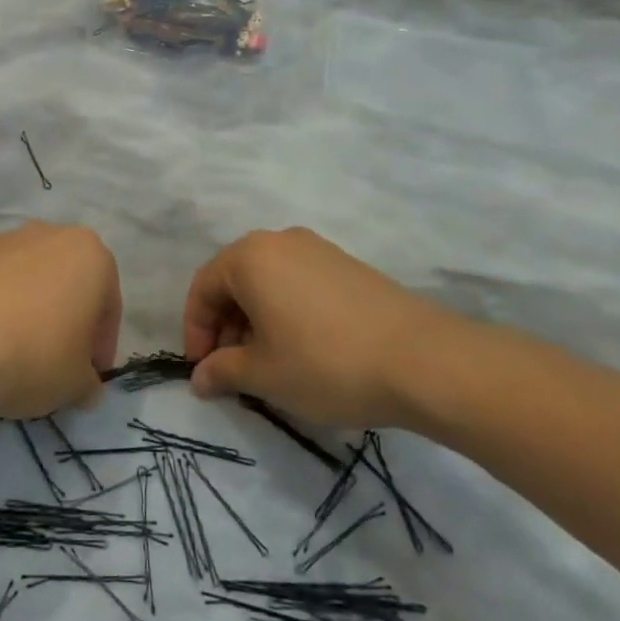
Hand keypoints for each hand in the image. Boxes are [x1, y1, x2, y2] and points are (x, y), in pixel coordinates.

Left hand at [0, 222, 120, 418]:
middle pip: (70, 288)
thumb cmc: (32, 355)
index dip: (100, 349)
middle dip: (67, 325)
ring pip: (32, 284)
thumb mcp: (76, 385)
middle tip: (56, 367)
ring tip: (16, 358)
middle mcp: (52, 235)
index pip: (108, 308)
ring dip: (32, 316)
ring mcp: (7, 240)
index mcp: (91, 255)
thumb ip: (88, 383)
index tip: (85, 380)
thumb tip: (84, 386)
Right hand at [182, 228, 476, 428]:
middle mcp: (280, 241)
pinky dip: (286, 312)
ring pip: (268, 282)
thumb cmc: (325, 363)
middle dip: (225, 326)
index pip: (203, 288)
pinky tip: (303, 349)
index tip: (202, 370)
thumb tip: (199, 378)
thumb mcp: (264, 375)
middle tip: (232, 369)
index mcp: (249, 257)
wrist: (424, 360)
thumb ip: (222, 372)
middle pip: (234, 281)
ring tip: (268, 364)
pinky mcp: (348, 266)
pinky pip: (298, 284)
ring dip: (255, 321)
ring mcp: (318, 250)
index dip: (195, 331)